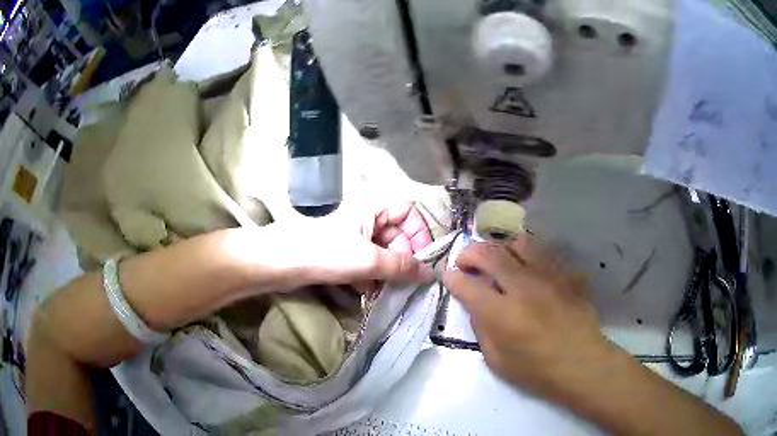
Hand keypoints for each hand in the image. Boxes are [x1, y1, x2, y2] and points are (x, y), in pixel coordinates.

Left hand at [236, 203, 434, 290]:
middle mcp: (366, 220)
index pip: (409, 212)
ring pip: (383, 254)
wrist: (280, 264)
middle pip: (398, 235)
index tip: (422, 258)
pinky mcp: (342, 256)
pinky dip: (370, 279)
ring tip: (385, 290)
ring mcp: (353, 239)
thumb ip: (402, 266)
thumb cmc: (326, 252)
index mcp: (373, 209)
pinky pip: (367, 265)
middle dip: (403, 259)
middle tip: (404, 281)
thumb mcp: (369, 259)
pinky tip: (366, 293)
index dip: (419, 232)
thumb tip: (432, 274)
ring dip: (387, 273)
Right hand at [443, 235, 611, 399]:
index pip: (467, 284)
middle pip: (490, 253)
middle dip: (470, 253)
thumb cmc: (537, 371)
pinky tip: (527, 270)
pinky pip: (543, 253)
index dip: (452, 278)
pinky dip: (528, 256)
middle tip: (466, 263)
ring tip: (498, 261)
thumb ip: (482, 329)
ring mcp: (548, 276)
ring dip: (501, 248)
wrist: (582, 363)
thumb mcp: (497, 361)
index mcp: (501, 313)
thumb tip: (476, 305)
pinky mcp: (565, 274)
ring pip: (519, 243)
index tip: (449, 276)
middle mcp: (523, 287)